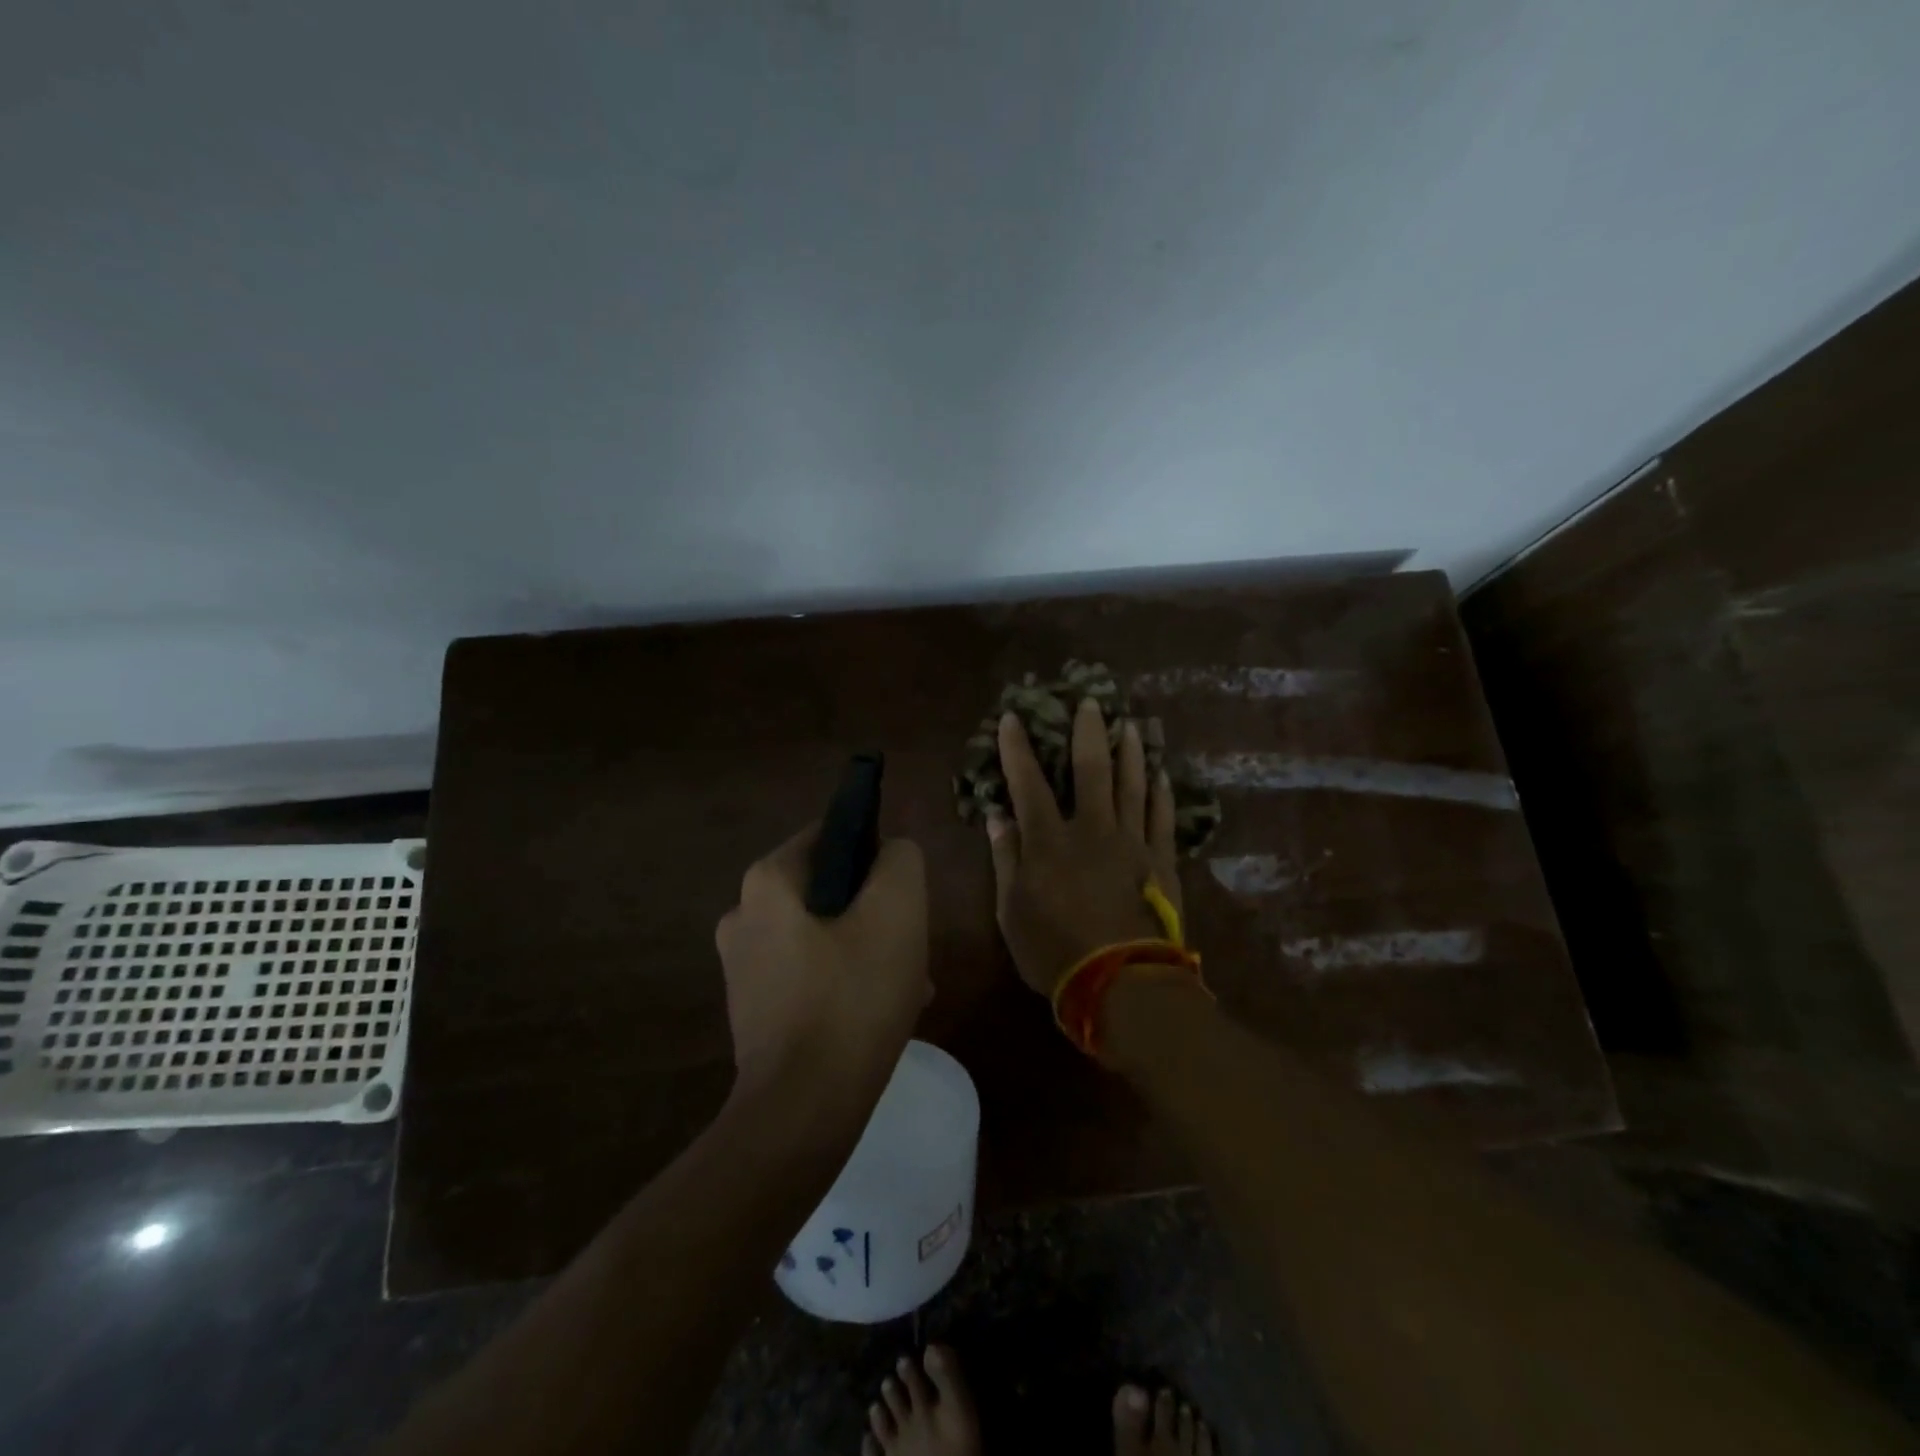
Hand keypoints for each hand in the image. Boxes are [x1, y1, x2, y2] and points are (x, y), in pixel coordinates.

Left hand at [715, 826, 930, 1097]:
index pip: (832, 835)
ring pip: (823, 935)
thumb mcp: (897, 911)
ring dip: (867, 951)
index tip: (903, 895)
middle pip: (829, 890)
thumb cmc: (852, 998)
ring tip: (908, 988)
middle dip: (875, 913)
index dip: (875, 855)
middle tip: (911, 948)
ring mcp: (742, 965)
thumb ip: (900, 860)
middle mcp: (743, 914)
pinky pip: (808, 974)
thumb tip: (891, 852)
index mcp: (767, 881)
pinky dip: (844, 983)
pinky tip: (878, 1015)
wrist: (803, 1110)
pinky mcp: (752, 1008)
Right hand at [987, 699, 1183, 996]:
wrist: (1123, 983)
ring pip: (1133, 784)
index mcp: (1049, 841)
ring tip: (1132, 724)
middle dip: (1088, 732)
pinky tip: (1162, 772)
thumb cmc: (1056, 951)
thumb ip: (1005, 859)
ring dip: (1132, 751)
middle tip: (1092, 701)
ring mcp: (1132, 841)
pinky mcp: (1162, 860)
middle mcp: (1092, 829)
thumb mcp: (1012, 912)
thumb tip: (996, 816)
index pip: (1029, 783)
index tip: (1014, 717)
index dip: (1018, 748)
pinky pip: (1163, 816)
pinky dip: (1162, 791)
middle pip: (1091, 769)